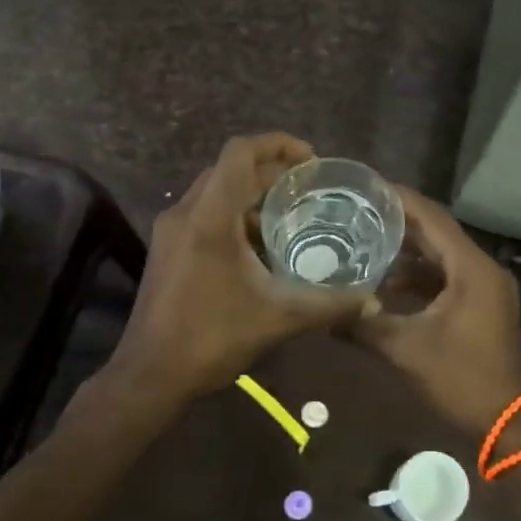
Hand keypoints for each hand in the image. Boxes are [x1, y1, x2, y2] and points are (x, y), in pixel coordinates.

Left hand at [107, 134, 366, 409]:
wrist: (150, 375)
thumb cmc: (210, 339)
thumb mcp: (278, 319)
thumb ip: (328, 305)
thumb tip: (370, 299)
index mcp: (209, 218)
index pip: (240, 153)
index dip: (278, 144)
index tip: (312, 161)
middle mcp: (186, 213)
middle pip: (230, 168)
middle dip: (271, 170)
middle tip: (309, 189)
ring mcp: (172, 230)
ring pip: (216, 190)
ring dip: (252, 193)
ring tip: (290, 214)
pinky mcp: (168, 248)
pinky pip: (206, 212)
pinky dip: (235, 215)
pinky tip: (261, 246)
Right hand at [354, 186, 520, 436]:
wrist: (503, 422)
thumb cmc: (459, 379)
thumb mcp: (406, 350)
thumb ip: (365, 325)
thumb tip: (323, 311)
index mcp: (471, 269)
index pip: (433, 219)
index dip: (401, 200)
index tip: (368, 186)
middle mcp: (482, 269)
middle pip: (438, 232)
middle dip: (400, 221)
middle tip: (360, 208)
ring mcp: (485, 286)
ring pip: (442, 254)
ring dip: (409, 248)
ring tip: (367, 237)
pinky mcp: (481, 303)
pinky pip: (447, 275)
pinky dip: (420, 273)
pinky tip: (388, 279)